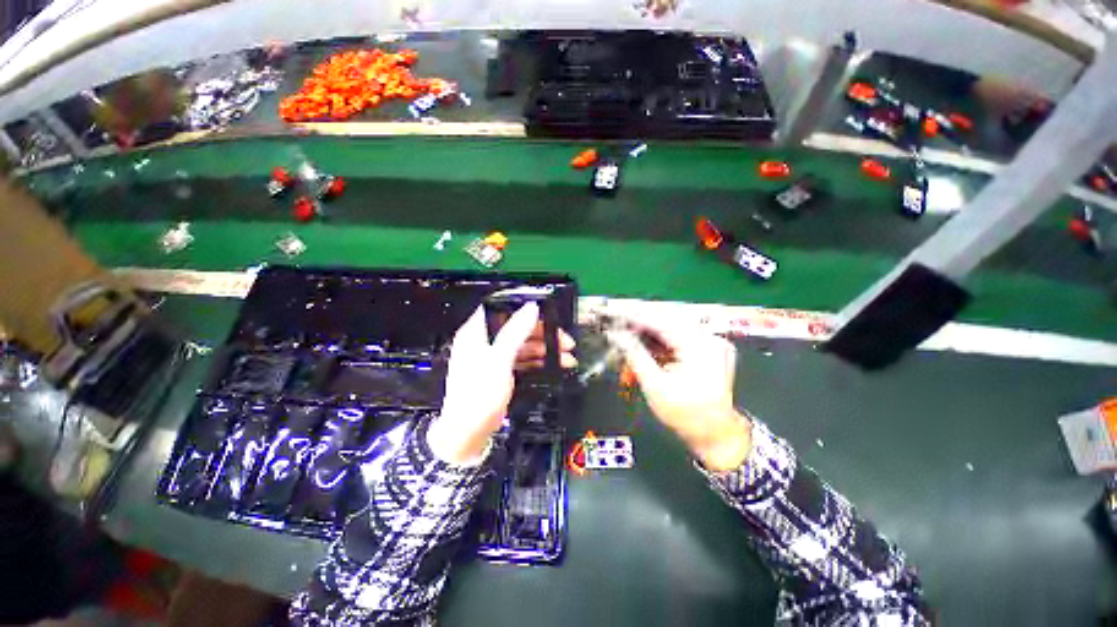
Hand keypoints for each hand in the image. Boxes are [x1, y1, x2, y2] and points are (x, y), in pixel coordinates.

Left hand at [428, 303, 575, 465]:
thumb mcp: (498, 359)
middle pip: (518, 328)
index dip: (525, 310)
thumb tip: (531, 308)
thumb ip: (515, 332)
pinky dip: (539, 361)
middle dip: (543, 333)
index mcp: (476, 333)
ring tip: (565, 356)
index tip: (546, 314)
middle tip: (563, 341)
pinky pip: (524, 360)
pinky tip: (553, 365)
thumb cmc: (476, 396)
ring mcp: (494, 357)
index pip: (503, 311)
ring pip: (524, 345)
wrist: (468, 432)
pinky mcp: (502, 372)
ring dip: (545, 349)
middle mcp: (485, 342)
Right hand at [609, 322, 751, 471]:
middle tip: (619, 328)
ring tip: (630, 338)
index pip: (660, 322)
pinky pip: (682, 335)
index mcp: (699, 347)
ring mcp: (713, 342)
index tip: (614, 315)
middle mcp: (709, 338)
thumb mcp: (654, 385)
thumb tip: (616, 335)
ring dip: (650, 333)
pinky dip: (663, 340)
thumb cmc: (684, 413)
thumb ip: (635, 354)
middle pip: (667, 321)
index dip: (634, 318)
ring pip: (673, 327)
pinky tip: (648, 345)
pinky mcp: (711, 348)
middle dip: (641, 325)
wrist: (714, 433)